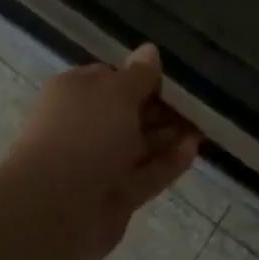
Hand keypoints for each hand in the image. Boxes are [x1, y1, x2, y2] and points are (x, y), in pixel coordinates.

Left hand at [4, 44, 200, 259]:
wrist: (55, 209)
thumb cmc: (85, 133)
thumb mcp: (118, 91)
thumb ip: (140, 74)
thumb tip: (150, 50)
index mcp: (75, 93)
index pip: (111, 77)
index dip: (141, 76)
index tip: (172, 78)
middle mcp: (84, 126)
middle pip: (127, 113)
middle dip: (161, 107)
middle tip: (197, 101)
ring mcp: (97, 164)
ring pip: (139, 145)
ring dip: (169, 135)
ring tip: (203, 123)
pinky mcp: (114, 197)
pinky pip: (146, 174)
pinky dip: (168, 162)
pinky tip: (194, 149)